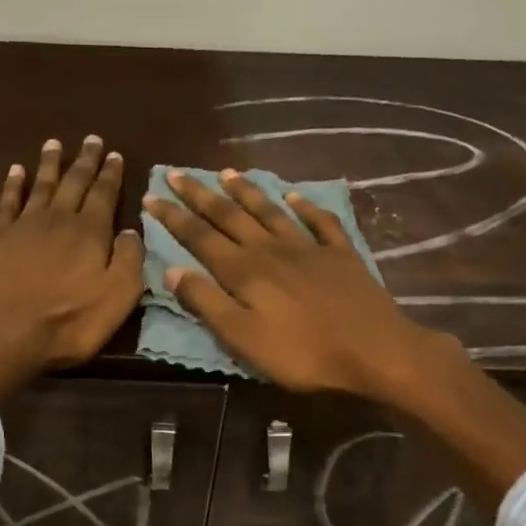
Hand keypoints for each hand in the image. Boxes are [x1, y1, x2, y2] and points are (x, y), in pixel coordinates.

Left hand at [0, 136, 143, 400]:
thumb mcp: (117, 298)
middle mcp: (58, 219)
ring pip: (41, 185)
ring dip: (50, 164)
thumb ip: (129, 261)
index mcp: (90, 233)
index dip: (111, 174)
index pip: (104, 195)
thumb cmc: (68, 323)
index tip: (115, 154)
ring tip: (54, 144)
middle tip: (91, 139)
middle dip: (85, 161)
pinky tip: (15, 172)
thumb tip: (132, 230)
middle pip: (74, 183)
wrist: (2, 334)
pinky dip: (13, 185)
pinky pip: (7, 202)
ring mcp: (23, 226)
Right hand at [144, 168, 453, 402]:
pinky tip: (295, 195)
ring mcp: (309, 248)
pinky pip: (319, 222)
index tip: (152, 195)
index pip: (200, 237)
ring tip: (227, 172)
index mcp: (244, 271)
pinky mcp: (340, 255)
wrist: (373, 350)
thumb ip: (206, 303)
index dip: (174, 217)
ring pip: (270, 211)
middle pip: (230, 216)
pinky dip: (305, 206)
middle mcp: (271, 250)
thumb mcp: (242, 338)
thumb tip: (172, 270)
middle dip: (201, 195)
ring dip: (247, 191)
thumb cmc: (301, 353)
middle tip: (178, 173)